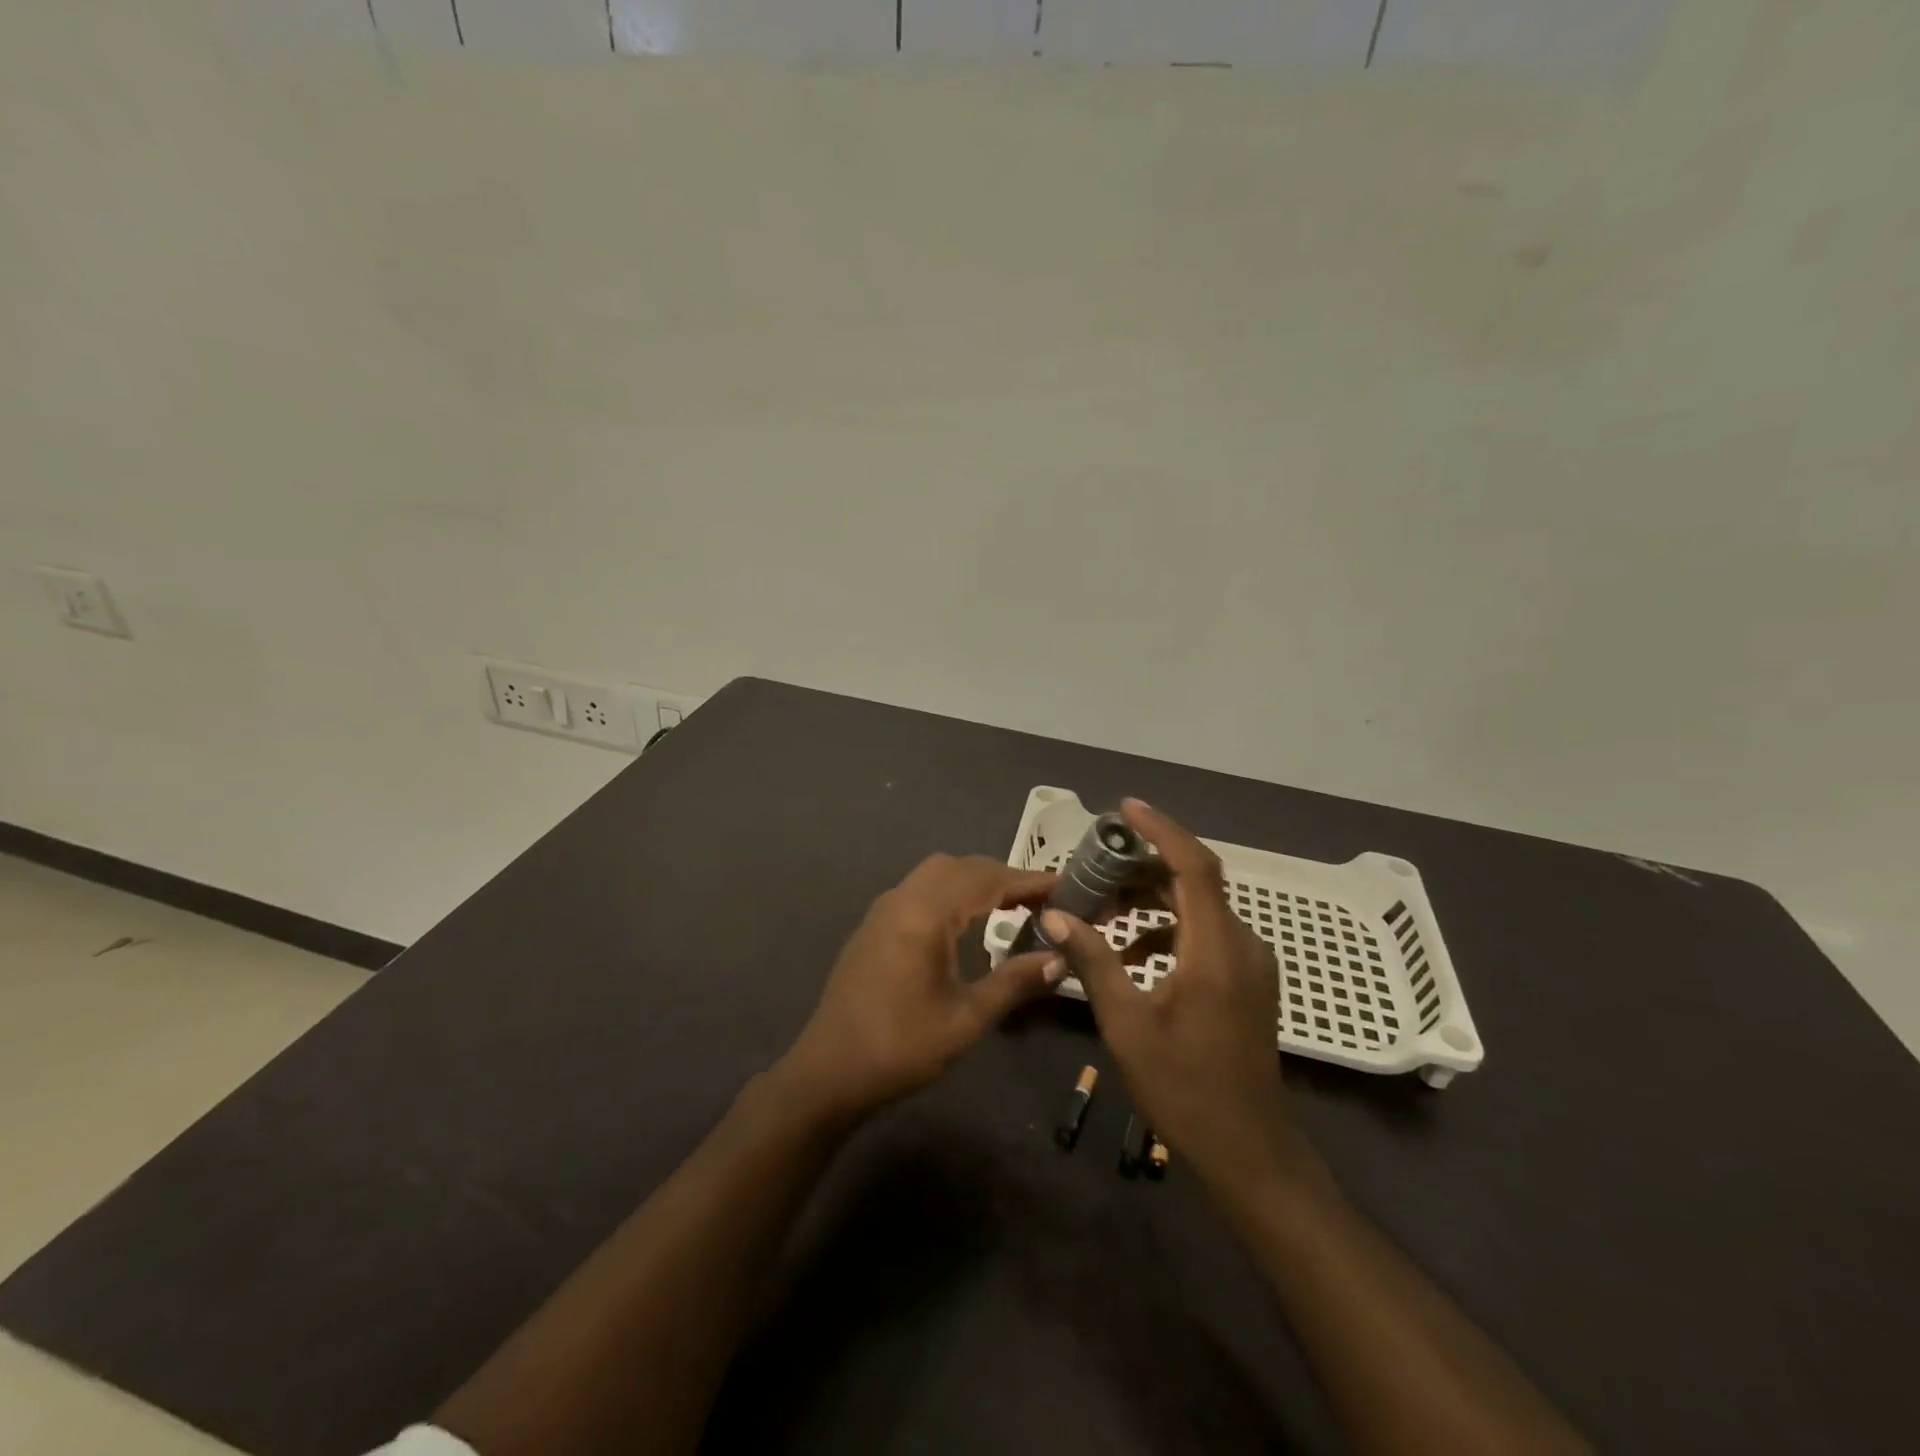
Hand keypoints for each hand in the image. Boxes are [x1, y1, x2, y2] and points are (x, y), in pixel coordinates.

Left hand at [780, 855, 1062, 1119]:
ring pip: (937, 874)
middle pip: (961, 867)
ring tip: (1011, 905)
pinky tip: (966, 920)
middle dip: (1003, 876)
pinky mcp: (875, 925)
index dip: (1028, 881)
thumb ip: (1014, 982)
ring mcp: (884, 909)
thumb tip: (1059, 958)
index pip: (986, 880)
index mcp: (925, 914)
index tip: (1065, 886)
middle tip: (1041, 899)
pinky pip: (920, 889)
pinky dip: (951, 892)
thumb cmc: (901, 1047)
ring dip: (975, 881)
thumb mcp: (966, 1019)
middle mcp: (903, 898)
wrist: (829, 1071)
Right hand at [1040, 800, 1318, 1193]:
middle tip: (1096, 862)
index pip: (1194, 867)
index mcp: (1216, 951)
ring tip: (1104, 908)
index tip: (1125, 810)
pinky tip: (1131, 952)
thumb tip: (1056, 916)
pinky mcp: (1246, 980)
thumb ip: (1093, 962)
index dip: (1162, 831)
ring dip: (1153, 898)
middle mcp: (1241, 945)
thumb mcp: (1128, 1025)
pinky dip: (1167, 927)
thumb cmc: (1185, 1089)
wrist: (1248, 1150)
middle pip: (1195, 881)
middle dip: (1145, 865)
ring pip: (1198, 907)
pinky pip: (1204, 933)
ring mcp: (1249, 963)